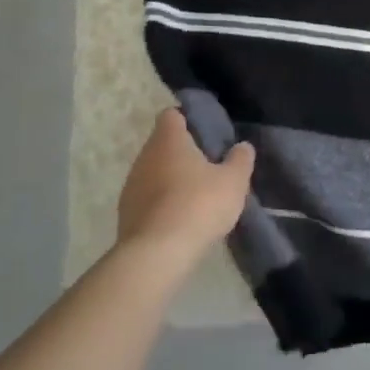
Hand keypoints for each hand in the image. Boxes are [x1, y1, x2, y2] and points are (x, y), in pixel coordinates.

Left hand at [115, 109, 254, 269]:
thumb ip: (240, 160)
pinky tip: (181, 219)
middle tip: (209, 166)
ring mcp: (131, 184)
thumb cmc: (198, 206)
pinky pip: (148, 198)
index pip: (172, 115)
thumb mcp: (233, 182)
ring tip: (197, 196)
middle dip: (184, 152)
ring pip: (154, 171)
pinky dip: (162, 203)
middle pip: (163, 144)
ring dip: (172, 179)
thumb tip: (242, 146)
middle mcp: (145, 155)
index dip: (189, 119)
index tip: (207, 134)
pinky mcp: (126, 213)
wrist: (156, 254)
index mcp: (169, 140)